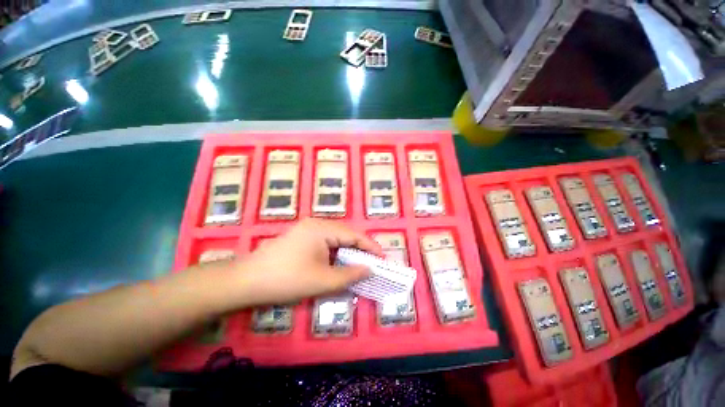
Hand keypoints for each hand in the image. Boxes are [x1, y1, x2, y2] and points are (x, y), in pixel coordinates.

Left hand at [235, 218, 382, 305]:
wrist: (245, 282)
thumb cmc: (286, 279)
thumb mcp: (323, 280)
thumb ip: (350, 275)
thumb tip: (369, 270)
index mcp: (322, 228)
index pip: (354, 235)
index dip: (371, 247)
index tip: (383, 259)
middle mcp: (316, 224)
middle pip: (346, 235)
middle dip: (360, 249)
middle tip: (372, 264)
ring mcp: (307, 229)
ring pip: (335, 239)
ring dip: (347, 252)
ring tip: (358, 265)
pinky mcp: (301, 238)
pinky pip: (325, 243)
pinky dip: (335, 253)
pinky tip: (337, 264)